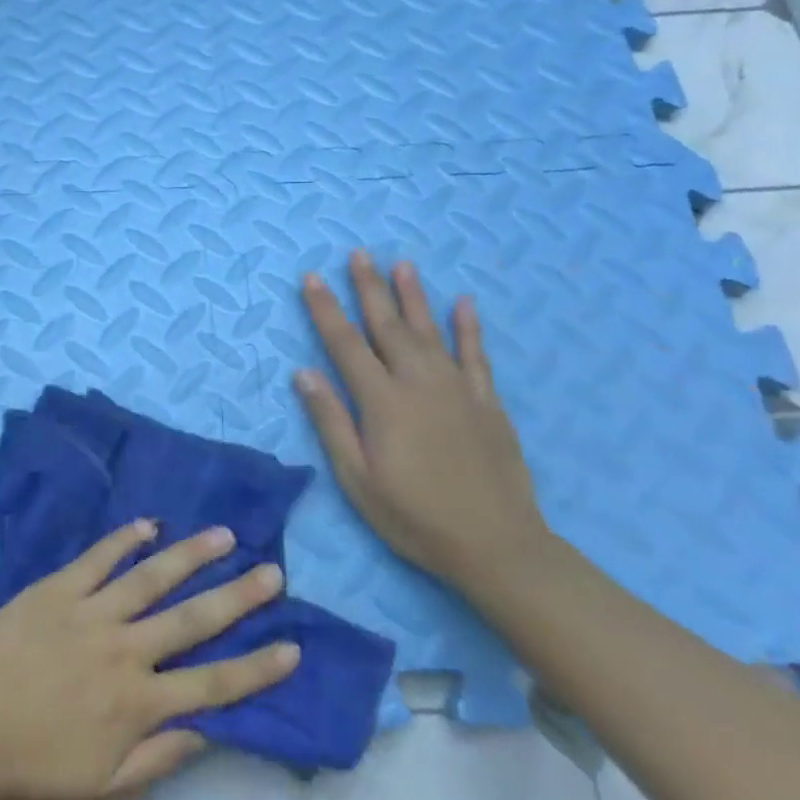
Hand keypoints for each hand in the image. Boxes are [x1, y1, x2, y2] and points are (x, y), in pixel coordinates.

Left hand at [0, 521, 297, 799]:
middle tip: (272, 571)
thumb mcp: (101, 790)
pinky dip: (124, 538)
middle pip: (193, 619)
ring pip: (151, 577)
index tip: (293, 645)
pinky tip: (148, 523)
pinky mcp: (57, 588)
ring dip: (191, 555)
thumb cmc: (29, 770)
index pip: (214, 684)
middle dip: (238, 596)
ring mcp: (91, 612)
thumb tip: (208, 732)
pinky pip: (98, 557)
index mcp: (139, 703)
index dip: (257, 667)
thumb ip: (157, 759)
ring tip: (224, 534)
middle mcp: (126, 650)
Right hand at [293, 252, 550, 592]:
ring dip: (413, 295)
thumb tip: (303, 373)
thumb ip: (331, 421)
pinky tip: (463, 303)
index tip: (311, 278)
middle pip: (387, 325)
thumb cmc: (414, 516)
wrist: (497, 545)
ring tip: (401, 264)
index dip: (326, 309)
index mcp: (382, 401)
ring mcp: (457, 389)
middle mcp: (418, 382)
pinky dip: (468, 327)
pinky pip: (476, 355)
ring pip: (430, 330)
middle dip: (369, 288)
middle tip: (358, 253)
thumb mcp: (357, 478)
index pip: (346, 344)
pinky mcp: (486, 402)